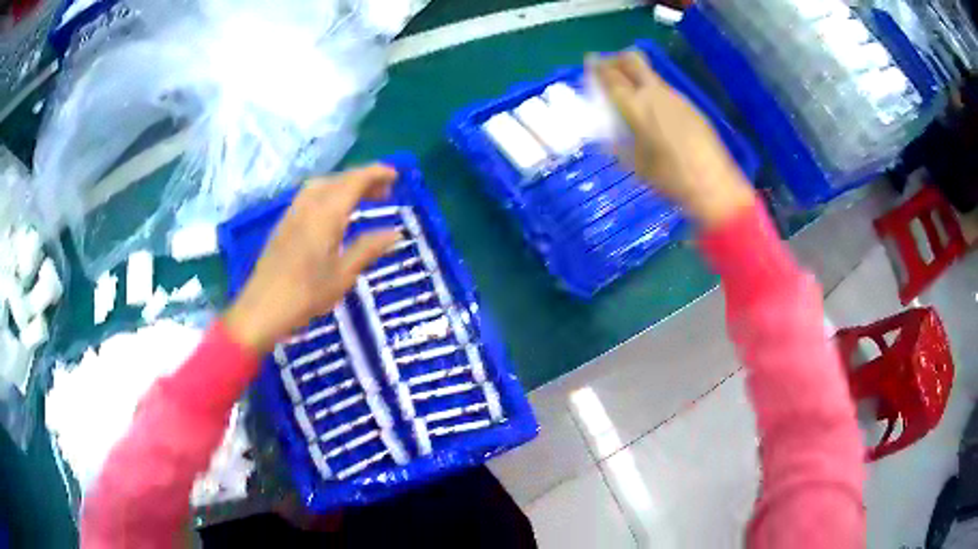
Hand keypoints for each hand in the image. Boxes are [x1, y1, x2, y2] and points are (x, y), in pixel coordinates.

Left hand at [224, 165, 401, 354]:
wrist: (262, 308)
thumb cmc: (306, 294)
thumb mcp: (343, 275)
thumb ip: (368, 249)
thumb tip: (394, 233)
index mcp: (326, 214)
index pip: (354, 181)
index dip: (376, 174)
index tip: (395, 176)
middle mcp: (309, 205)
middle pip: (338, 179)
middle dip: (363, 179)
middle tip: (384, 192)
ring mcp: (293, 213)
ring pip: (322, 185)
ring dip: (344, 185)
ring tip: (360, 199)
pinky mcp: (284, 223)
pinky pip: (310, 195)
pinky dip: (329, 194)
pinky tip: (333, 213)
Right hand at [594, 51, 754, 227]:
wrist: (713, 184)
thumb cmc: (670, 178)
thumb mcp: (636, 165)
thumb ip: (618, 145)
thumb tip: (608, 136)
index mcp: (636, 107)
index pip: (611, 77)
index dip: (597, 67)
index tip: (589, 61)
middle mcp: (655, 94)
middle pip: (632, 60)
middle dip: (616, 59)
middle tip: (607, 67)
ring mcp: (676, 97)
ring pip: (650, 75)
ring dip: (635, 75)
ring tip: (630, 92)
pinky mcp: (690, 106)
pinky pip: (665, 90)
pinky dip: (652, 91)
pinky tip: (654, 111)